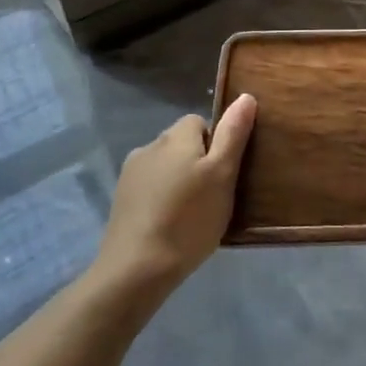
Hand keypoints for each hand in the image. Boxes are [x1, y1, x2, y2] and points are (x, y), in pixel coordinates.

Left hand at [93, 94, 257, 297]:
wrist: (136, 269)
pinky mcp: (120, 200)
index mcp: (175, 137)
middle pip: (181, 143)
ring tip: (191, 213)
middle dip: (197, 161)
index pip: (200, 121)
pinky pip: (150, 188)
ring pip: (165, 166)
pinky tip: (169, 224)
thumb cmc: (189, 218)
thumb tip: (245, 96)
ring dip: (178, 180)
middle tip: (213, 195)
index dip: (216, 143)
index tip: (224, 173)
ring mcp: (130, 174)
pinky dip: (161, 198)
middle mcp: (149, 146)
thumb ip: (233, 133)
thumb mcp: (223, 174)